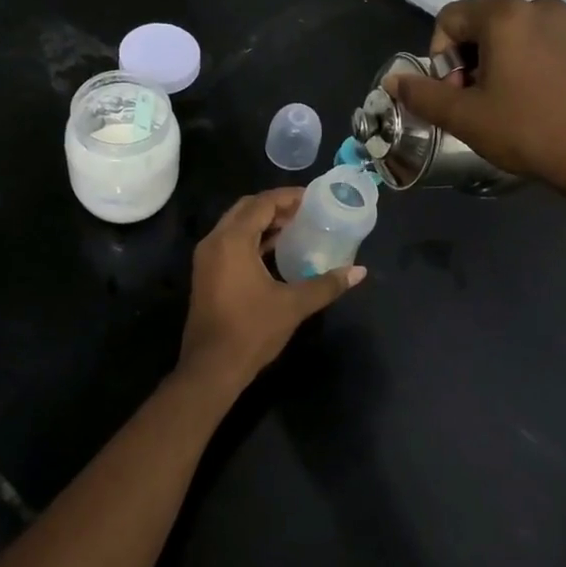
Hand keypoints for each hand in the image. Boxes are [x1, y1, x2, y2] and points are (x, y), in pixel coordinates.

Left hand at [178, 189, 365, 400]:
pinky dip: (251, 238)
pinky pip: (230, 242)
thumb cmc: (251, 331)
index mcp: (232, 240)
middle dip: (274, 206)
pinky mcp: (206, 273)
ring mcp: (206, 258)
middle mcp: (215, 241)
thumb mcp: (293, 305)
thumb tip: (359, 271)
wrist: (211, 368)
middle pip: (246, 209)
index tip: (312, 198)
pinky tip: (275, 250)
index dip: (287, 197)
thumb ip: (326, 284)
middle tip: (305, 211)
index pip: (261, 204)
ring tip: (295, 227)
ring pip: (236, 226)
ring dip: (262, 222)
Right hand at [387, 0, 565, 197]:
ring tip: (511, 102)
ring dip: (503, 61)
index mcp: (505, 16)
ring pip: (518, 34)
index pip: (450, 18)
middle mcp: (541, 7)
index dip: (440, 55)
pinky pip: (549, 44)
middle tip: (479, 100)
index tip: (455, 91)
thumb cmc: (527, 131)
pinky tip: (542, 100)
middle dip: (471, 58)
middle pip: (485, 23)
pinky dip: (535, 64)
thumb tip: (393, 80)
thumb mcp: (464, 117)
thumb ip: (422, 94)